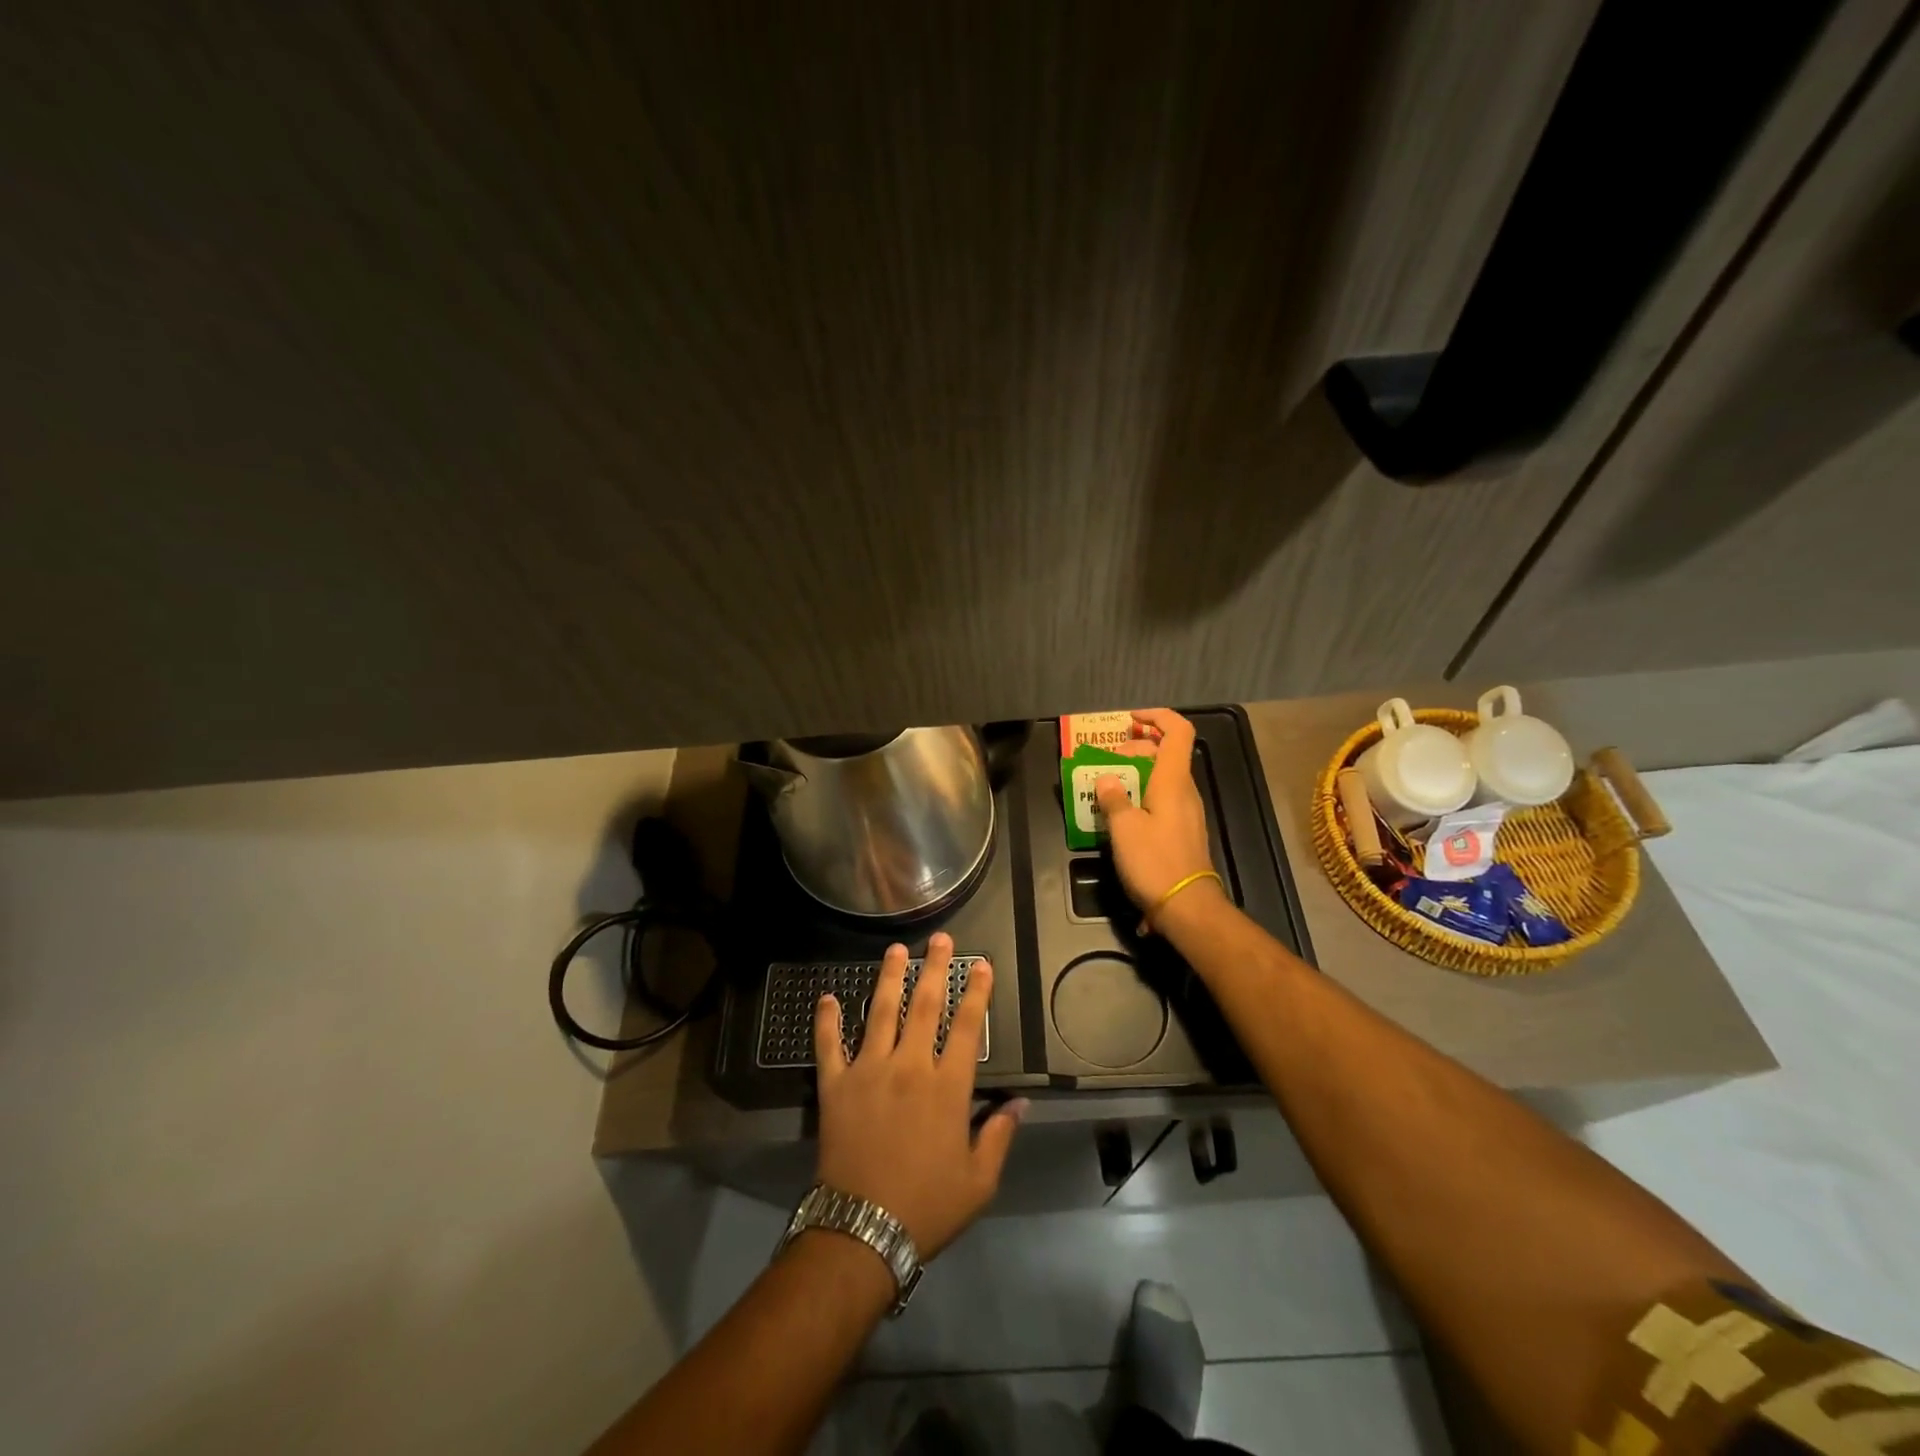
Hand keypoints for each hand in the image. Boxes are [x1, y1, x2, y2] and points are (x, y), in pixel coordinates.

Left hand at [812, 933, 1025, 1257]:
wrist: (862, 1231)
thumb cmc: (927, 1206)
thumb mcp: (978, 1181)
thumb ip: (999, 1136)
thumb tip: (1021, 1103)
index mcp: (946, 1088)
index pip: (966, 1028)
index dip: (976, 993)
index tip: (981, 964)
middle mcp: (908, 1067)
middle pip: (925, 1006)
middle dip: (935, 968)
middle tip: (940, 939)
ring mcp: (868, 1071)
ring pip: (880, 1012)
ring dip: (889, 978)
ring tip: (896, 950)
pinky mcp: (835, 1085)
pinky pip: (829, 1045)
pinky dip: (826, 1020)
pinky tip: (827, 996)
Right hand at [1094, 708, 1223, 932]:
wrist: (1187, 907)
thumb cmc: (1155, 862)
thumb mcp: (1124, 828)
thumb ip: (1113, 798)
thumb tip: (1106, 779)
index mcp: (1173, 781)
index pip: (1177, 731)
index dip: (1156, 717)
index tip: (1130, 719)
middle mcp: (1184, 791)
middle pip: (1164, 754)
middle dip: (1135, 749)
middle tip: (1106, 762)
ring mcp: (1186, 812)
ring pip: (1161, 778)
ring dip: (1135, 775)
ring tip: (1106, 789)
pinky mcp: (1182, 832)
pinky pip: (1161, 800)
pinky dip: (1141, 796)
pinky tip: (1120, 817)